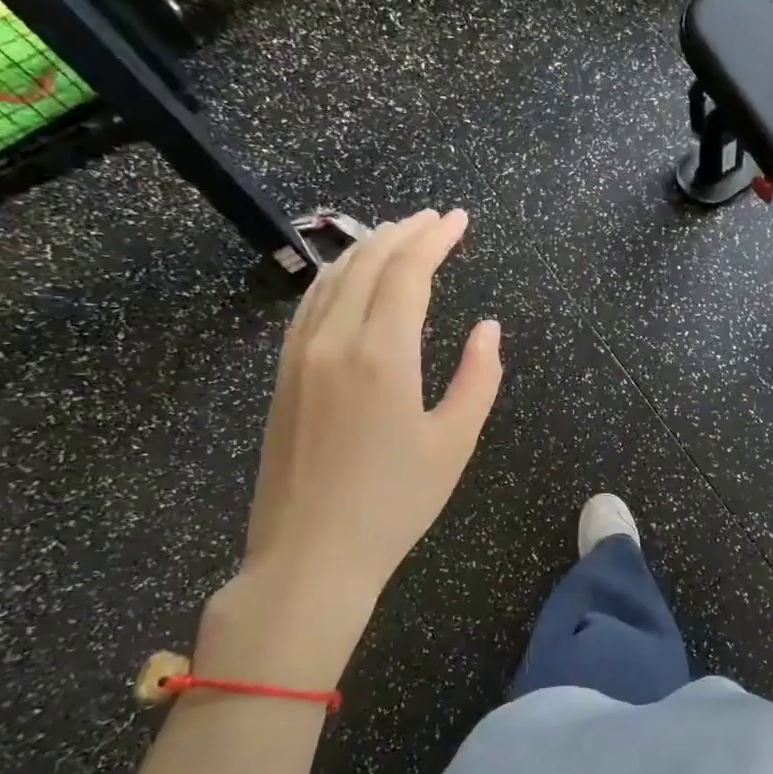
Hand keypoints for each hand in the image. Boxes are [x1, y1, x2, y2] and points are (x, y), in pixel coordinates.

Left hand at [196, 209, 502, 687]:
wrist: (310, 555)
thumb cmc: (395, 503)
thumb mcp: (455, 442)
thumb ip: (479, 377)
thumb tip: (489, 327)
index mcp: (382, 355)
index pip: (408, 272)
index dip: (435, 238)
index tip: (459, 219)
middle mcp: (334, 341)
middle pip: (368, 263)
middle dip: (405, 232)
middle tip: (436, 218)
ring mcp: (300, 356)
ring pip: (332, 277)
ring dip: (369, 248)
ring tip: (399, 235)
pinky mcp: (283, 375)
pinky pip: (310, 304)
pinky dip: (337, 276)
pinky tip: (351, 277)